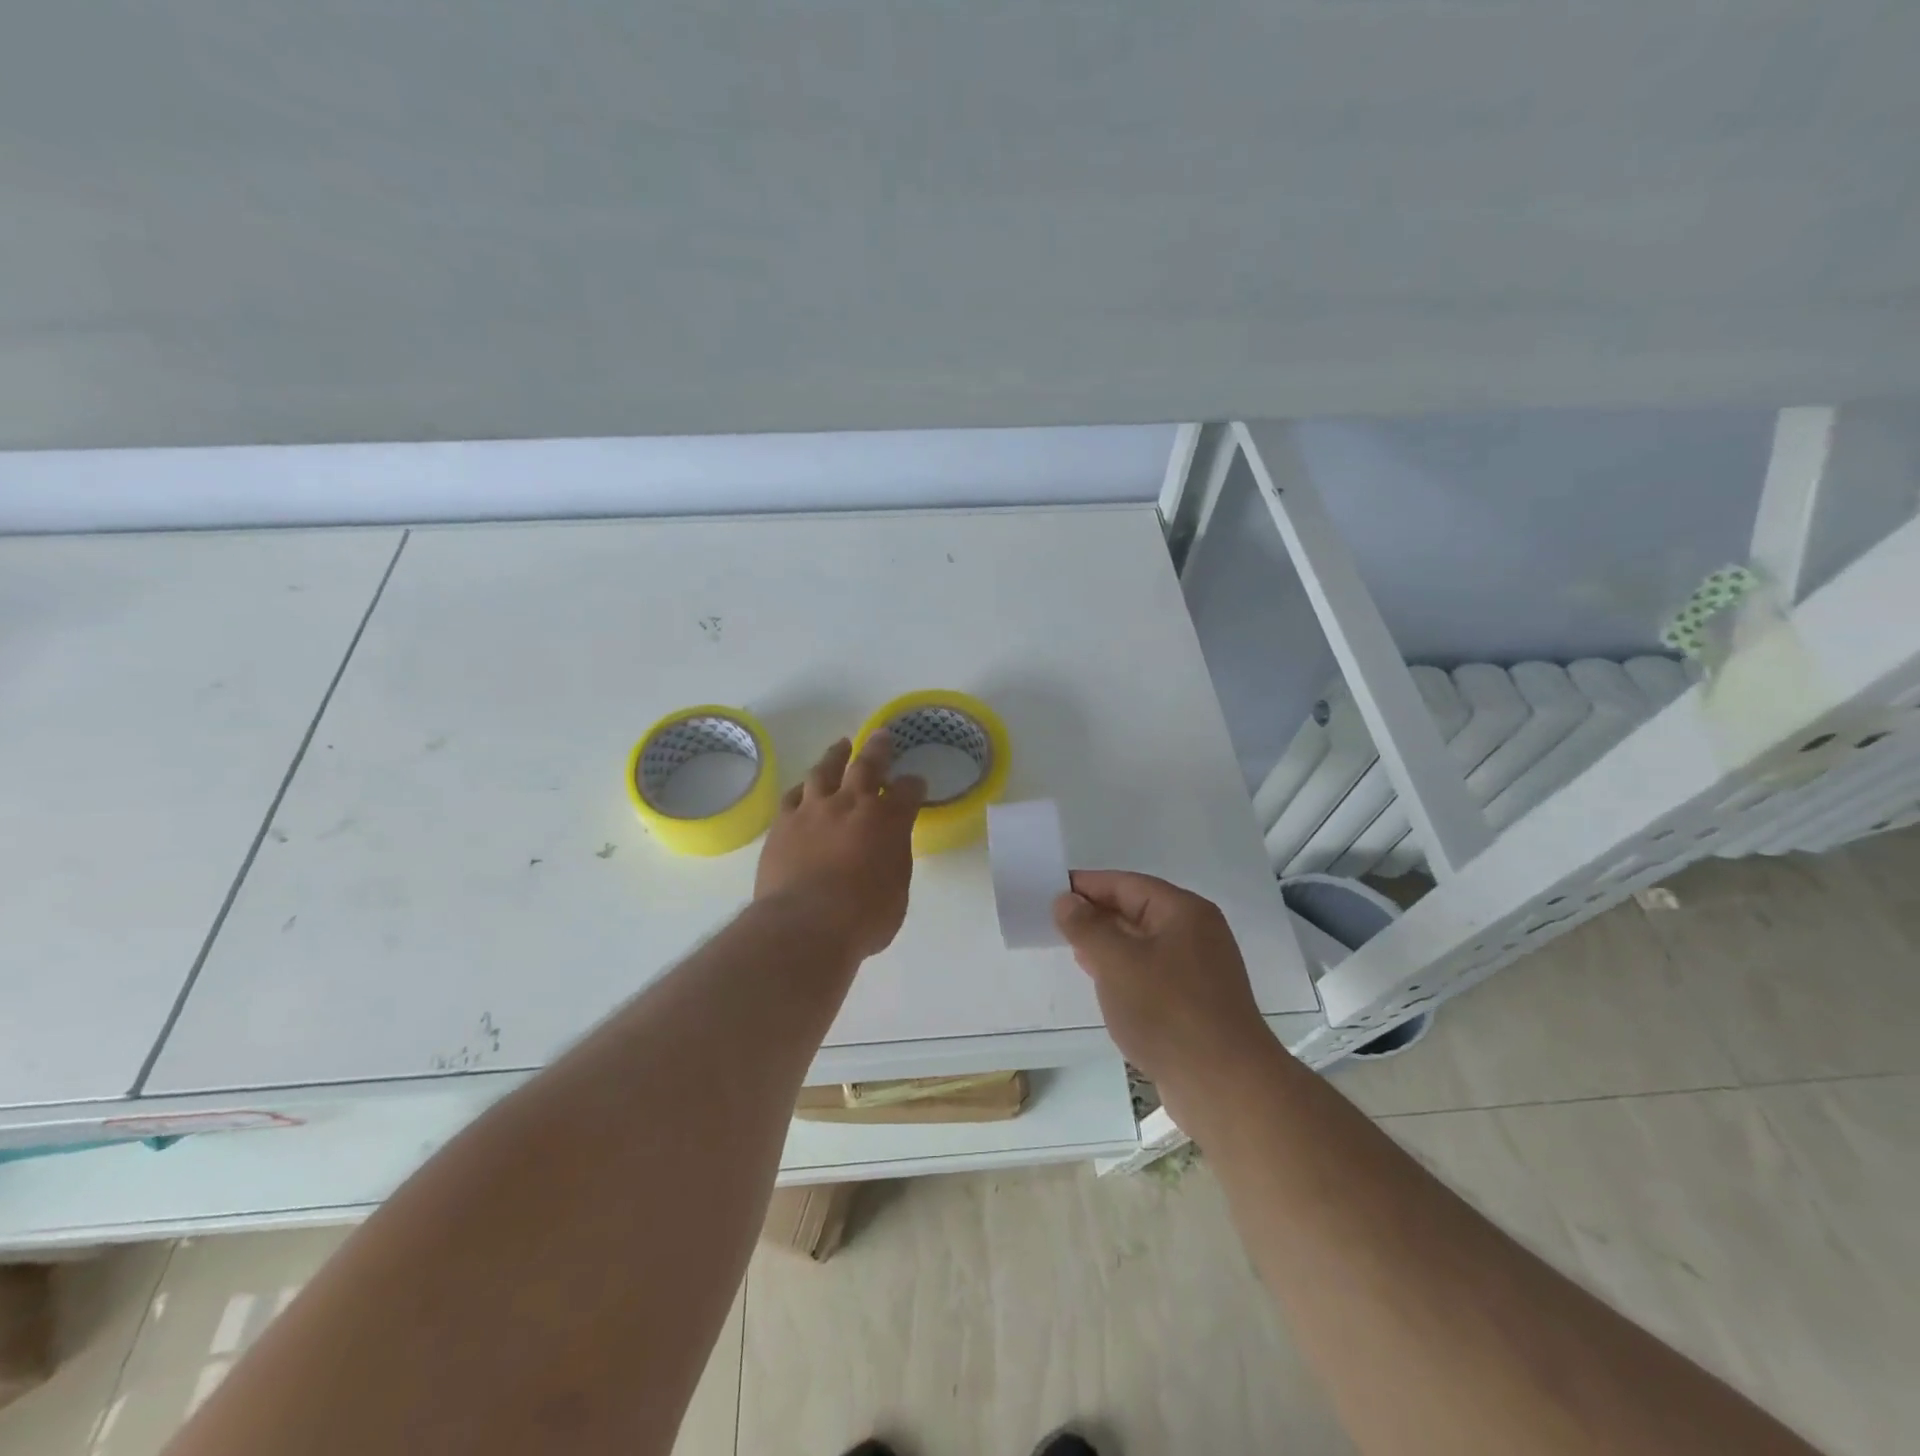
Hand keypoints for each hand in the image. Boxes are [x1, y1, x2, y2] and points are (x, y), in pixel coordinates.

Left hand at [755, 735, 926, 959]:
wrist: (805, 924)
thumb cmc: (863, 918)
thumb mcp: (896, 894)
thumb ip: (892, 864)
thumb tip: (886, 854)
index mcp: (889, 822)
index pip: (908, 792)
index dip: (913, 786)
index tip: (916, 783)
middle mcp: (853, 806)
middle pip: (868, 766)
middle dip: (878, 749)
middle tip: (881, 735)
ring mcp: (815, 811)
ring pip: (825, 770)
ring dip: (836, 756)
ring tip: (841, 745)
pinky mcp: (784, 823)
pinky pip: (793, 796)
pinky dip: (803, 788)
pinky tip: (805, 787)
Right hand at [1053, 871, 1269, 1101]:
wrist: (1224, 1086)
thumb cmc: (1167, 1011)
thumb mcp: (1116, 962)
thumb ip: (1086, 927)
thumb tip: (1066, 900)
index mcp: (1184, 911)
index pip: (1127, 884)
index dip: (1088, 884)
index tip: (1051, 888)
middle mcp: (1196, 933)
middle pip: (1137, 910)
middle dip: (1096, 914)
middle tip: (1054, 920)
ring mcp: (1199, 970)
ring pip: (1143, 944)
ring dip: (1108, 944)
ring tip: (1071, 947)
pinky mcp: (1195, 1003)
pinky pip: (1151, 973)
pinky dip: (1124, 971)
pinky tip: (1102, 981)